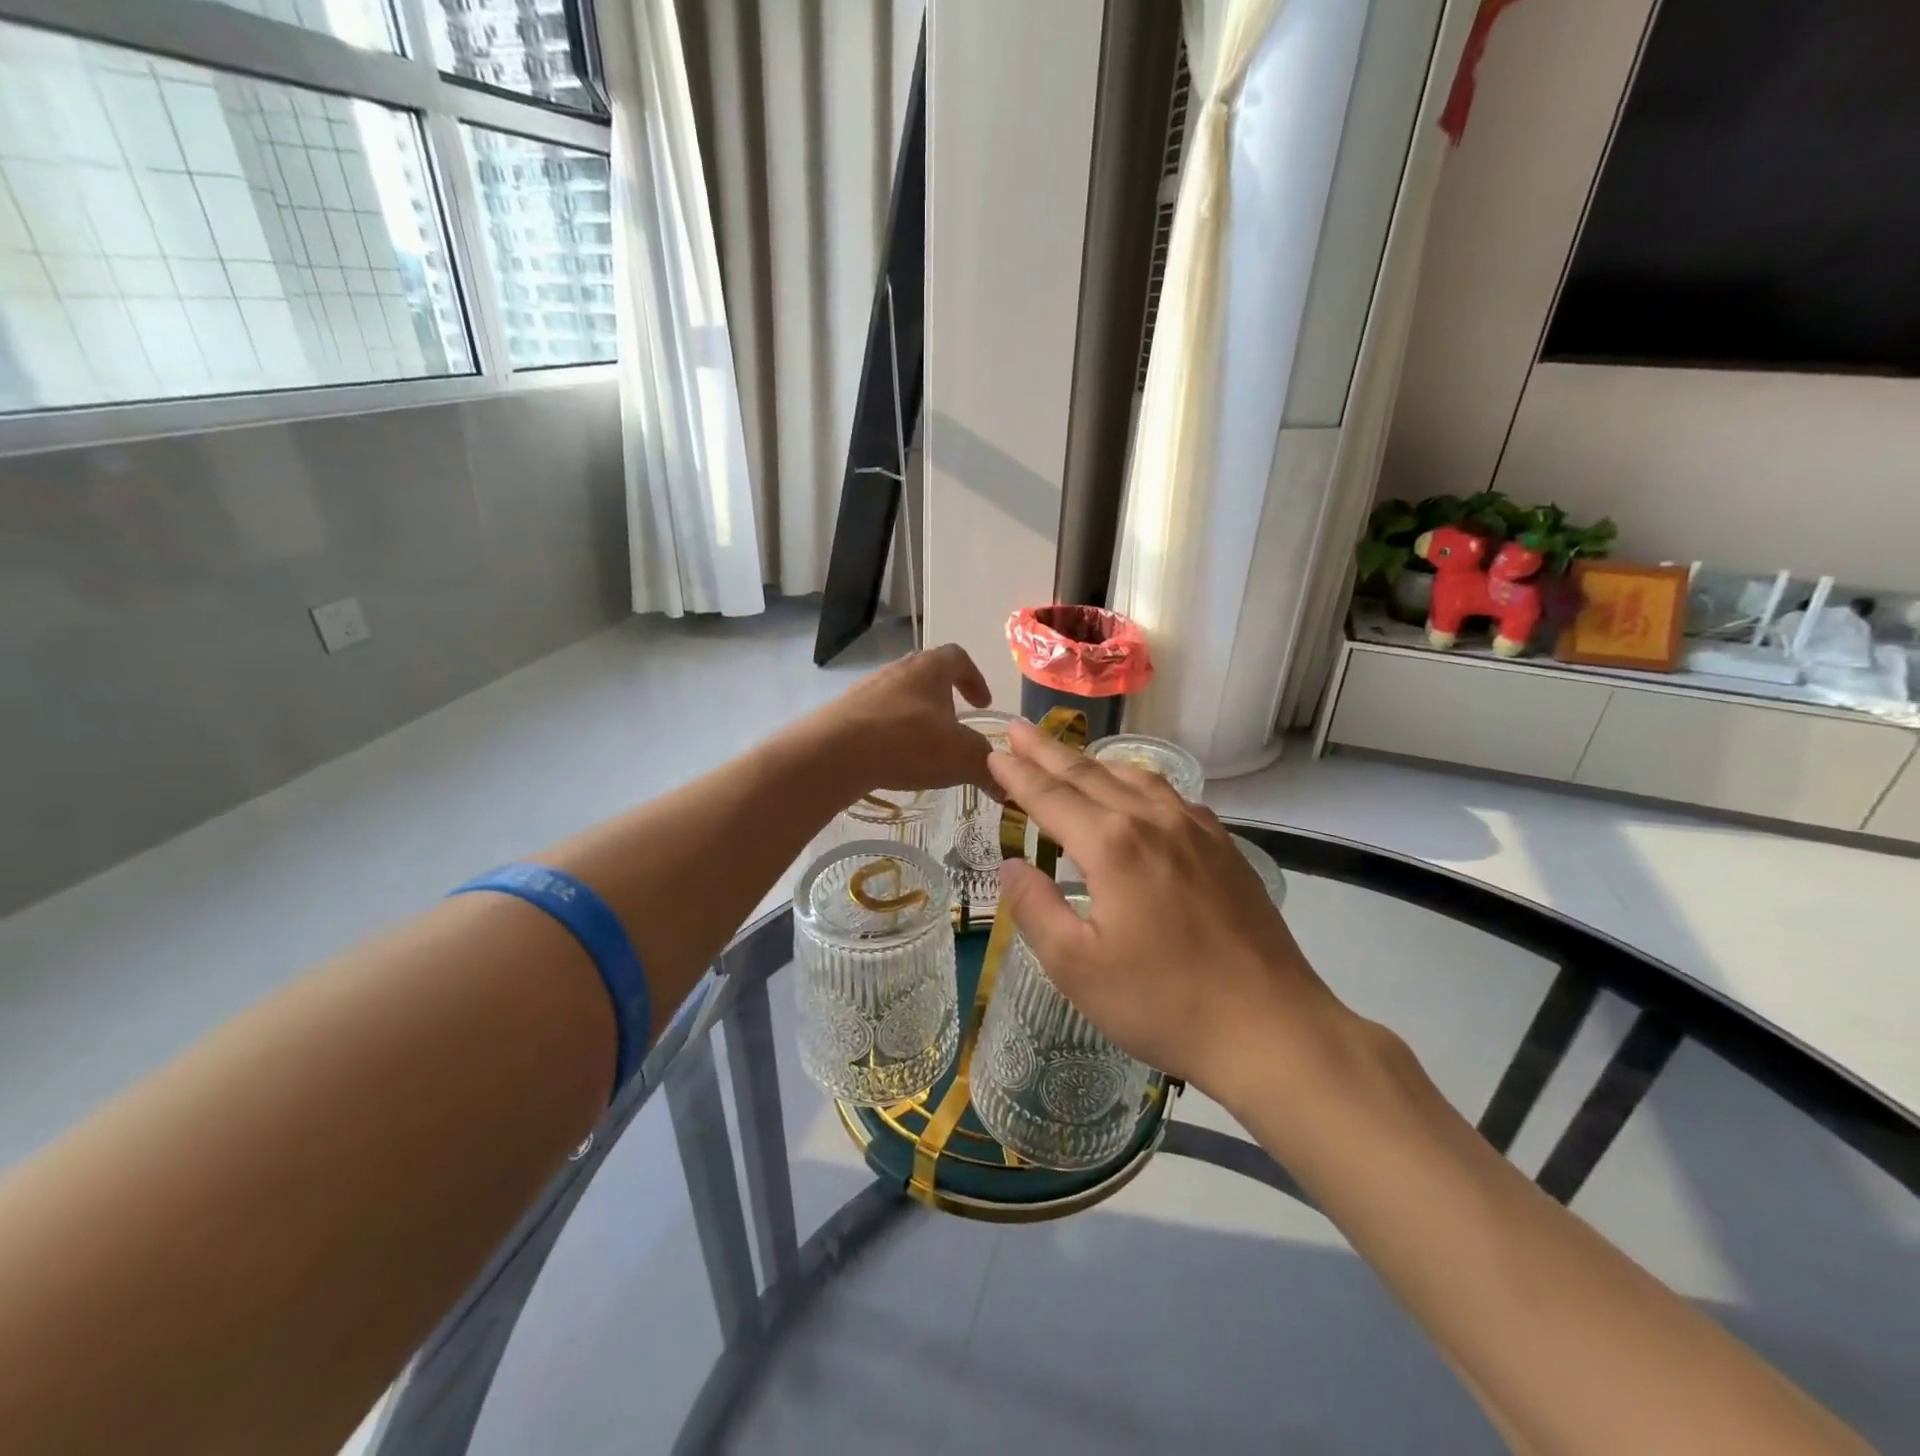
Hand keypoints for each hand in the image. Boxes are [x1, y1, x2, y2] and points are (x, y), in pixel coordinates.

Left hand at [812, 644, 995, 796]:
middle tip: (954, 726)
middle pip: (926, 675)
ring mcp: (865, 690)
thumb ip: (988, 768)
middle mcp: (897, 670)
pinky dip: (888, 734)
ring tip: (923, 748)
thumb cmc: (909, 742)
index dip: (974, 678)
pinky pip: (874, 718)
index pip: (958, 658)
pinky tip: (891, 760)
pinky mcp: (842, 713)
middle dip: (944, 699)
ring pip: (898, 697)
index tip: (982, 704)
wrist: (835, 753)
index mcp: (929, 668)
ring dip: (914, 717)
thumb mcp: (961, 757)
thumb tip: (1006, 787)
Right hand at [987, 720, 1354, 1101]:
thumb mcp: (1076, 967)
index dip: (1018, 775)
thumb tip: (1012, 865)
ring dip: (1093, 761)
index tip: (993, 753)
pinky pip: (1170, 795)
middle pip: (1089, 774)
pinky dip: (1137, 781)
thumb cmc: (1162, 1003)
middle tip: (1017, 728)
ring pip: (1134, 777)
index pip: (1051, 797)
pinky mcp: (1223, 847)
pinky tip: (1136, 792)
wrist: (1270, 1027)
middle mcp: (1153, 821)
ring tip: (1068, 753)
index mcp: (1112, 845)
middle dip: (1047, 751)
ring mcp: (1195, 830)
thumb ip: (1036, 908)